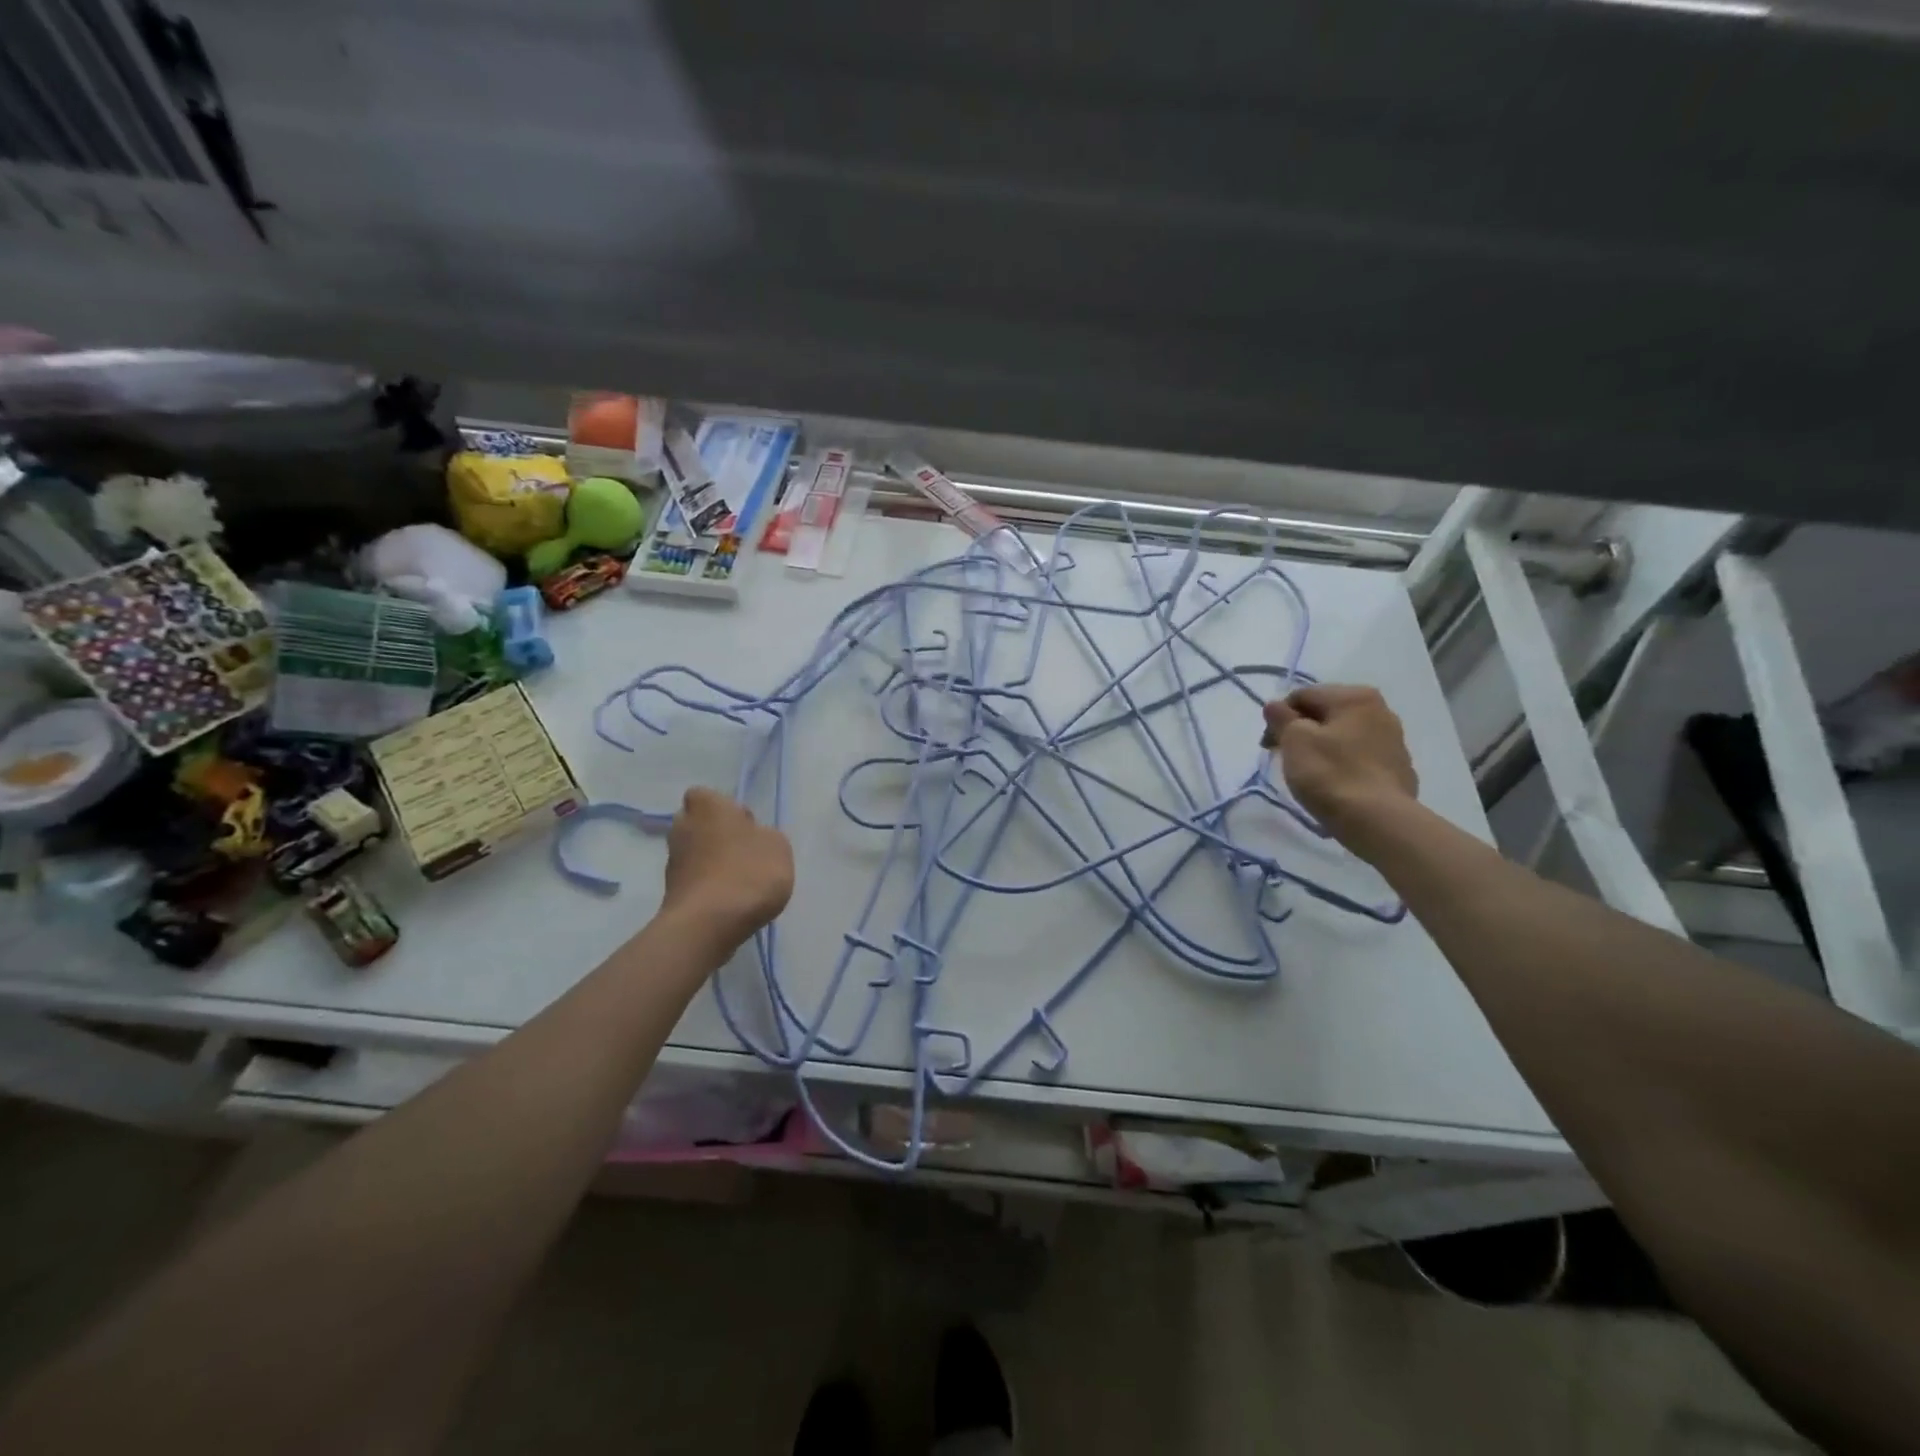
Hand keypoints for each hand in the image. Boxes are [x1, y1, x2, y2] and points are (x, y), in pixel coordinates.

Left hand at [661, 788, 793, 943]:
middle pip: (697, 824)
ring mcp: (672, 861)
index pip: (706, 795)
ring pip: (694, 853)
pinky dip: (707, 887)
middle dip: (715, 835)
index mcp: (707, 806)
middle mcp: (682, 827)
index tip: (745, 826)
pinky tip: (728, 902)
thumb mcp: (778, 846)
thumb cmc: (748, 872)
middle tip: (742, 853)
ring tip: (739, 883)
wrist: (709, 924)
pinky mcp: (670, 893)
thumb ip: (765, 835)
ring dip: (711, 863)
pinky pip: (693, 881)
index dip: (724, 809)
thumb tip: (752, 839)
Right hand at [1262, 685, 1418, 853]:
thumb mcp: (1295, 740)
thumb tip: (1274, 705)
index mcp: (1355, 697)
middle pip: (1325, 714)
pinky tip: (1333, 785)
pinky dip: (1342, 765)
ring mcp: (1393, 741)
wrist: (1378, 821)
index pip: (1303, 696)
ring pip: (1343, 736)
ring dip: (1321, 748)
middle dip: (1301, 732)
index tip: (1268, 746)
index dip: (1279, 717)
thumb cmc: (1330, 774)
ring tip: (1308, 774)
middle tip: (1285, 759)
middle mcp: (1380, 710)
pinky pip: (1359, 758)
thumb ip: (1281, 718)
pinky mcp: (1398, 769)